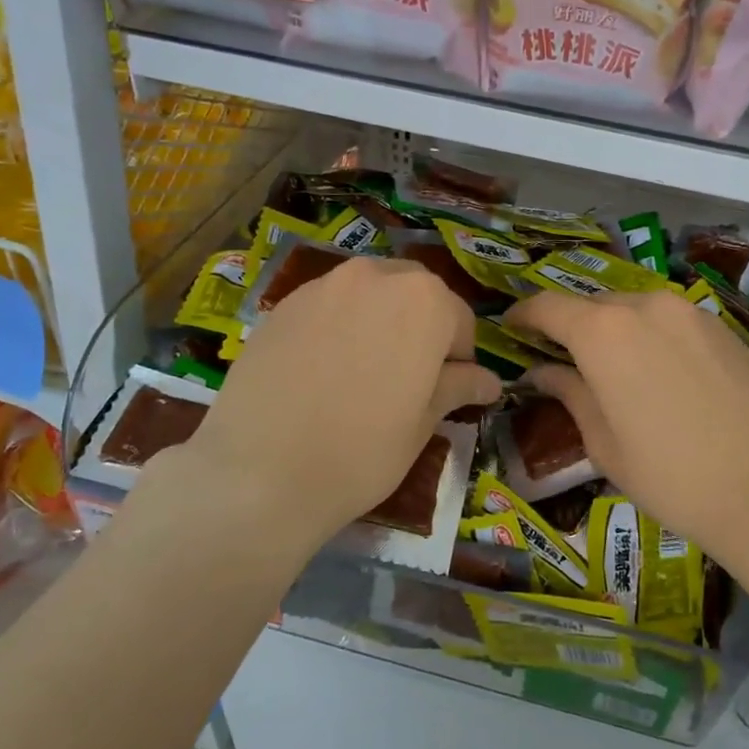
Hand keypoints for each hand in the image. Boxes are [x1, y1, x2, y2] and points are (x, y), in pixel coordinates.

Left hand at [171, 257, 498, 549]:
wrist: (260, 473)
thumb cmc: (362, 451)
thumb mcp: (423, 423)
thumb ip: (458, 387)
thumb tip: (489, 380)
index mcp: (425, 301)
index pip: (460, 320)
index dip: (459, 357)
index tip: (446, 390)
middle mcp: (376, 276)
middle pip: (414, 294)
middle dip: (420, 327)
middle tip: (408, 377)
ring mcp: (323, 286)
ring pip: (368, 294)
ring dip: (378, 322)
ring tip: (362, 372)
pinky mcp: (282, 304)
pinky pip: (327, 307)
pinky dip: (338, 327)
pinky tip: (322, 372)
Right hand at [504, 288, 748, 567]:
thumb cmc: (670, 476)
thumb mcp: (604, 442)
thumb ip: (569, 393)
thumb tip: (543, 371)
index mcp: (603, 332)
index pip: (548, 306)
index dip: (524, 315)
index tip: (511, 327)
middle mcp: (645, 306)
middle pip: (593, 305)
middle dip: (571, 325)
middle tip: (561, 356)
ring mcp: (689, 312)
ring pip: (635, 309)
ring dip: (613, 329)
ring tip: (612, 365)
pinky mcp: (722, 327)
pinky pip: (671, 320)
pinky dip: (651, 335)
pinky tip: (658, 371)